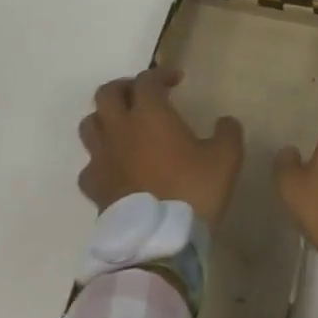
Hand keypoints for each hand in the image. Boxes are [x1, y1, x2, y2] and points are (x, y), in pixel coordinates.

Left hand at [76, 68, 244, 227]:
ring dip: (105, 118)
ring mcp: (102, 158)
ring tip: (124, 126)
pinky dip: (101, 159)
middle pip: (107, 93)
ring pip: (89, 124)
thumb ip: (228, 132)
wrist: (158, 243)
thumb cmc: (192, 190)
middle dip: (125, 88)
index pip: (147, 79)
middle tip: (144, 96)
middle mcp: (120, 129)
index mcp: (150, 114)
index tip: (177, 81)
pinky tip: (116, 167)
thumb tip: (224, 122)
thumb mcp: (226, 157)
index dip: (161, 74)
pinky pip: (89, 164)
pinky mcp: (94, 188)